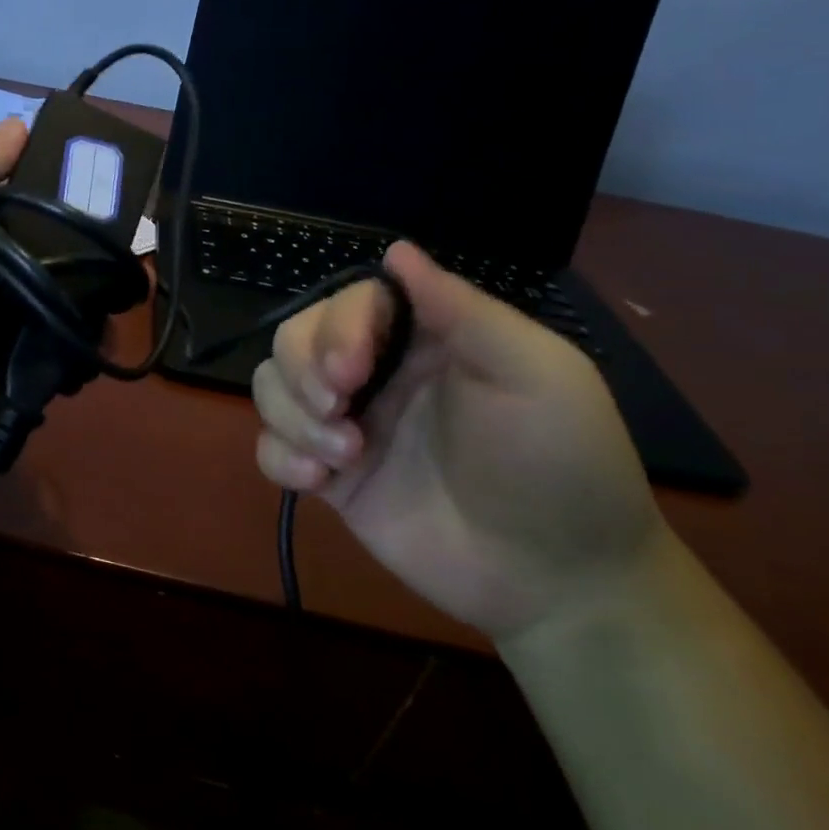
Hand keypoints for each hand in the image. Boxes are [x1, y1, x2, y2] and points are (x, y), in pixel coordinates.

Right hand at [251, 241, 663, 641]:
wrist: (559, 580)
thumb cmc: (558, 464)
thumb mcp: (535, 373)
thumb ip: (463, 309)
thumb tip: (395, 249)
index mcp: (421, 338)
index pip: (347, 303)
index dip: (334, 330)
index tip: (351, 373)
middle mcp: (375, 373)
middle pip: (293, 339)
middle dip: (301, 372)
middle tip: (338, 411)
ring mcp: (348, 425)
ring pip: (271, 387)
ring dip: (290, 417)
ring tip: (342, 457)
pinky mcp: (331, 477)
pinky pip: (270, 447)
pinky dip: (279, 456)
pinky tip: (317, 482)